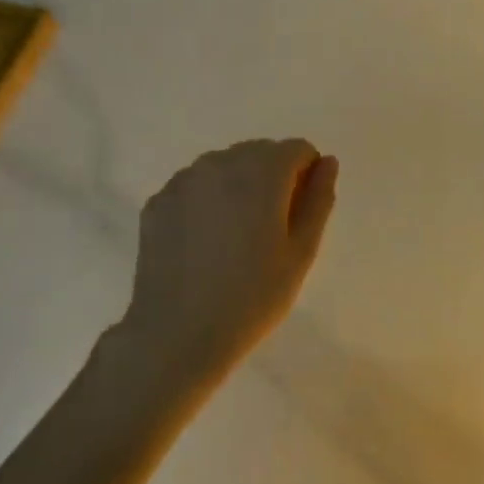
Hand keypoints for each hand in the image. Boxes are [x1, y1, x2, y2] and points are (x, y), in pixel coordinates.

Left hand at [120, 139, 338, 381]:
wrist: (177, 334)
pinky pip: (195, 187)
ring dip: (238, 188)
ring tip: (234, 240)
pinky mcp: (157, 201)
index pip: (297, 149)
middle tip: (269, 233)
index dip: (307, 177)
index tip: (299, 217)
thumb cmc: (252, 297)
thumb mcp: (301, 253)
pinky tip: (204, 245)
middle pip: (259, 153)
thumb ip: (319, 200)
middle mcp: (219, 162)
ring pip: (224, 167)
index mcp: (261, 171)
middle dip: (272, 180)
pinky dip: (207, 202)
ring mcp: (182, 180)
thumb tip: (327, 163)